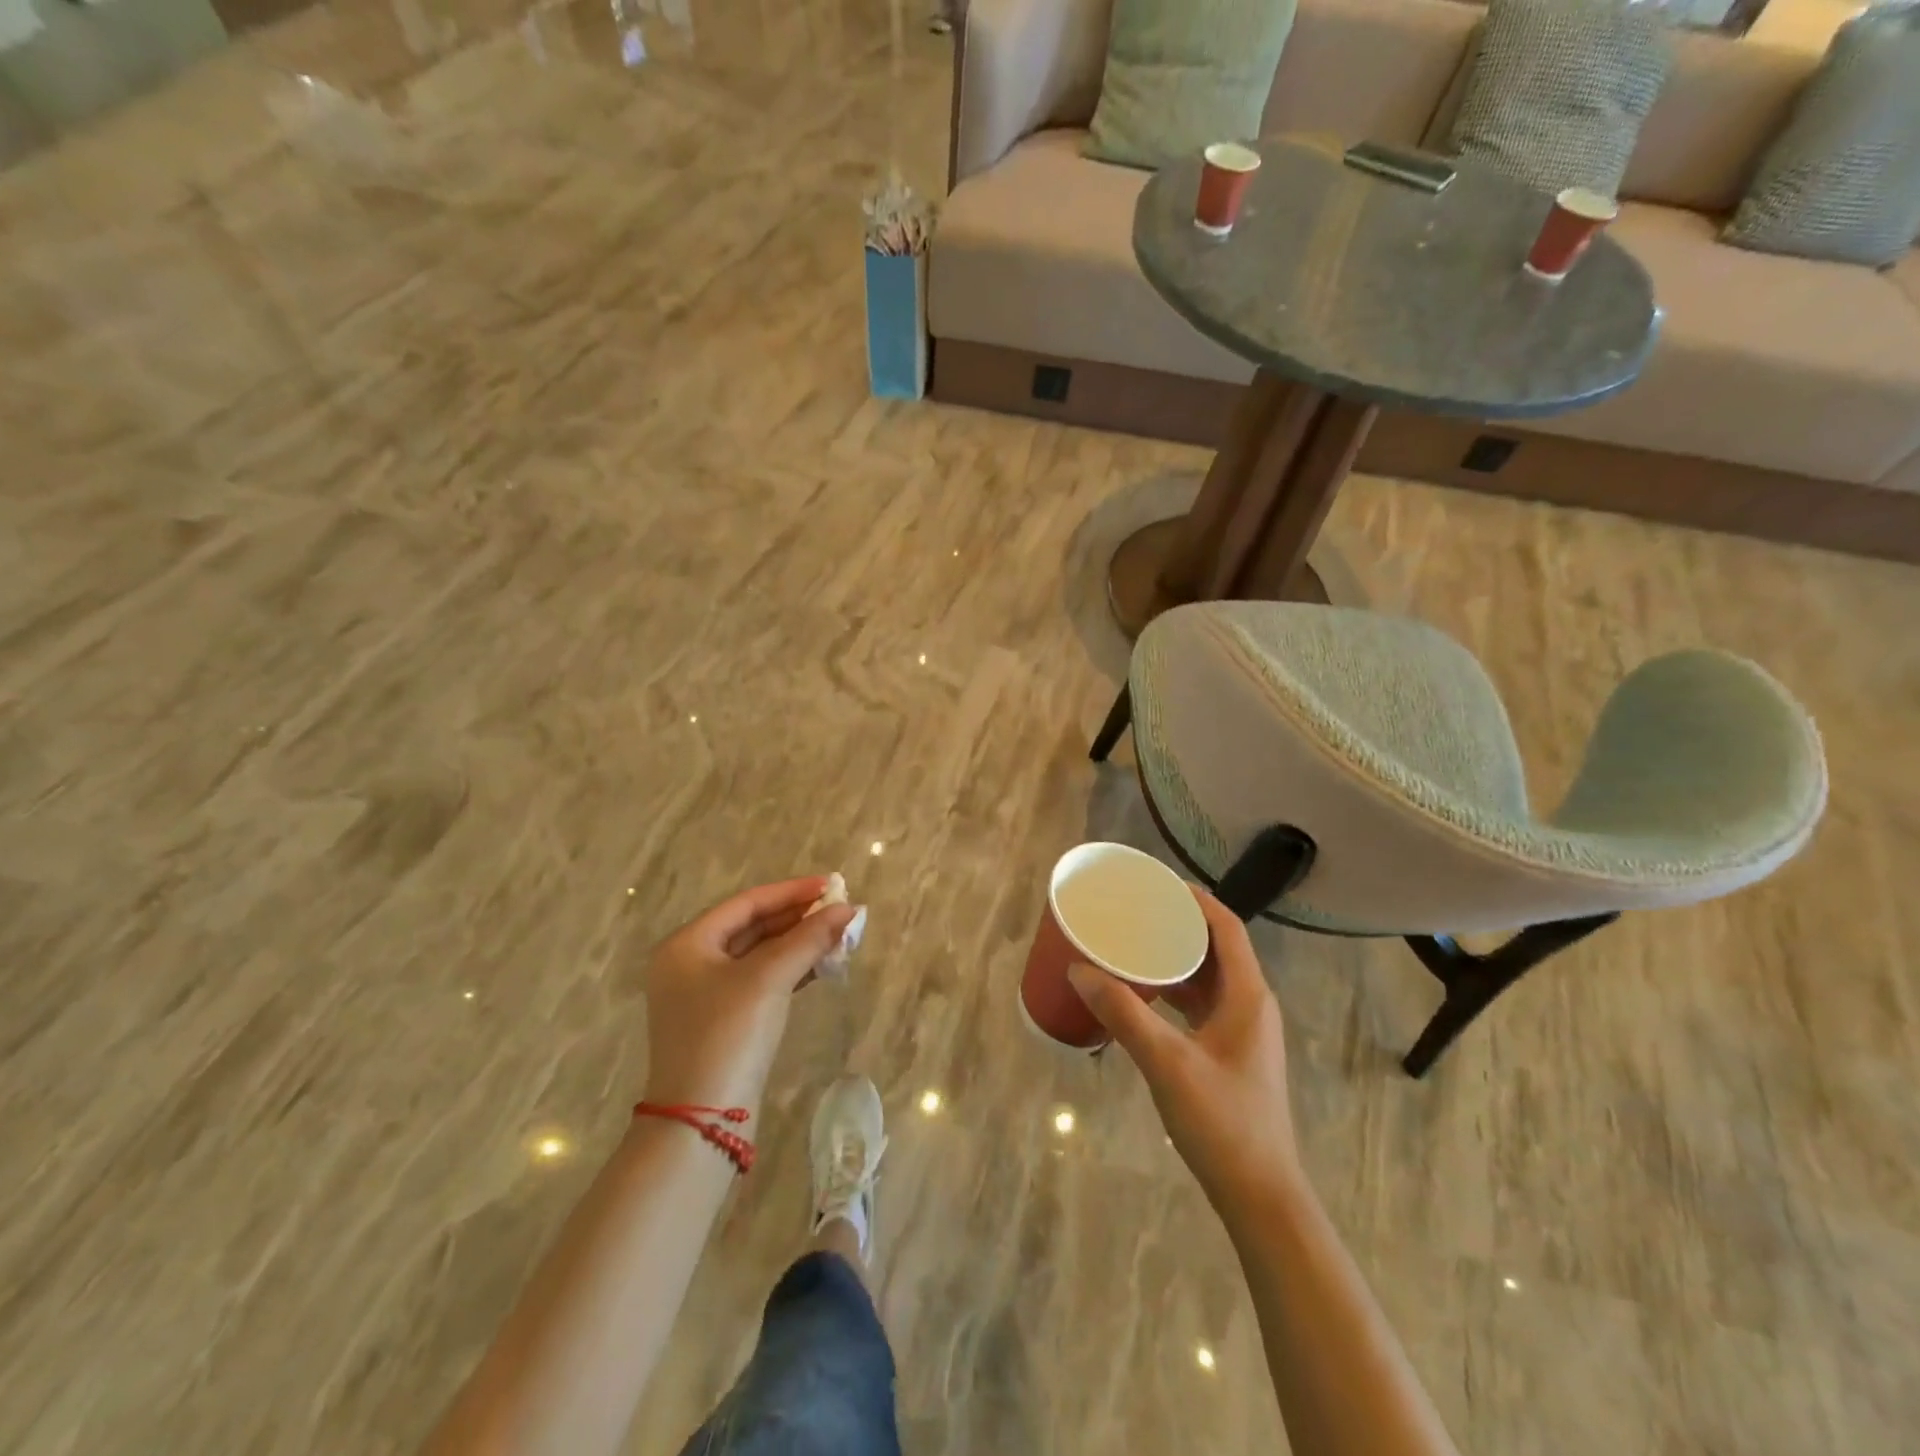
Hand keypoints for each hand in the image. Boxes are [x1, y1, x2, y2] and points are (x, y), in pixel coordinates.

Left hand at [641, 877, 859, 1113]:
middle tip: (840, 910)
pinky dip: (791, 970)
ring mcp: (706, 995)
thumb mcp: (769, 979)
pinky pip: (762, 980)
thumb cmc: (728, 1035)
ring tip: (839, 935)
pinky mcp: (724, 1021)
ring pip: (760, 954)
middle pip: (753, 926)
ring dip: (799, 943)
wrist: (703, 1121)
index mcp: (687, 944)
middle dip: (798, 918)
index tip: (831, 885)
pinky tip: (822, 965)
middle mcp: (691, 964)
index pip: (747, 903)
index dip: (791, 891)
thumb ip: (808, 939)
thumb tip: (848, 909)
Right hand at [1069, 888, 1303, 1214]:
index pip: (1226, 927)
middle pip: (1216, 947)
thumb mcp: (1167, 1062)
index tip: (1156, 882)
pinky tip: (1143, 994)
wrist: (1260, 1196)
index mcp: (1247, 995)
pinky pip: (1201, 1004)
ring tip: (1133, 943)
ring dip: (1175, 957)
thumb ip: (1123, 1013)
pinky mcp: (1229, 1053)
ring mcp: (1241, 1031)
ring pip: (1207, 977)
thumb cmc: (1222, 1121)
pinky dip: (1174, 990)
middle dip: (1178, 924)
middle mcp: (1250, 1005)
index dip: (1195, 898)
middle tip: (1135, 910)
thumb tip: (1079, 969)